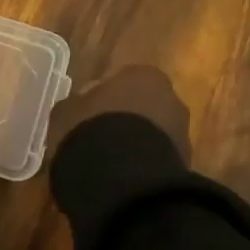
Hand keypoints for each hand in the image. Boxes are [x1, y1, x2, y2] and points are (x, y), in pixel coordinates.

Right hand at [49, 64, 190, 162]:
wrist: (123, 176)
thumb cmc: (90, 130)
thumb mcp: (65, 113)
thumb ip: (75, 105)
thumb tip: (78, 108)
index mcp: (139, 74)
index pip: (117, 80)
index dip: (100, 98)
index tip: (85, 114)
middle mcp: (167, 95)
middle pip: (141, 104)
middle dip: (123, 118)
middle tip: (99, 136)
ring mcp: (181, 129)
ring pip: (152, 131)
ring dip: (135, 141)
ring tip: (109, 161)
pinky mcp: (185, 160)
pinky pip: (156, 155)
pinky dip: (143, 162)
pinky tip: (122, 176)